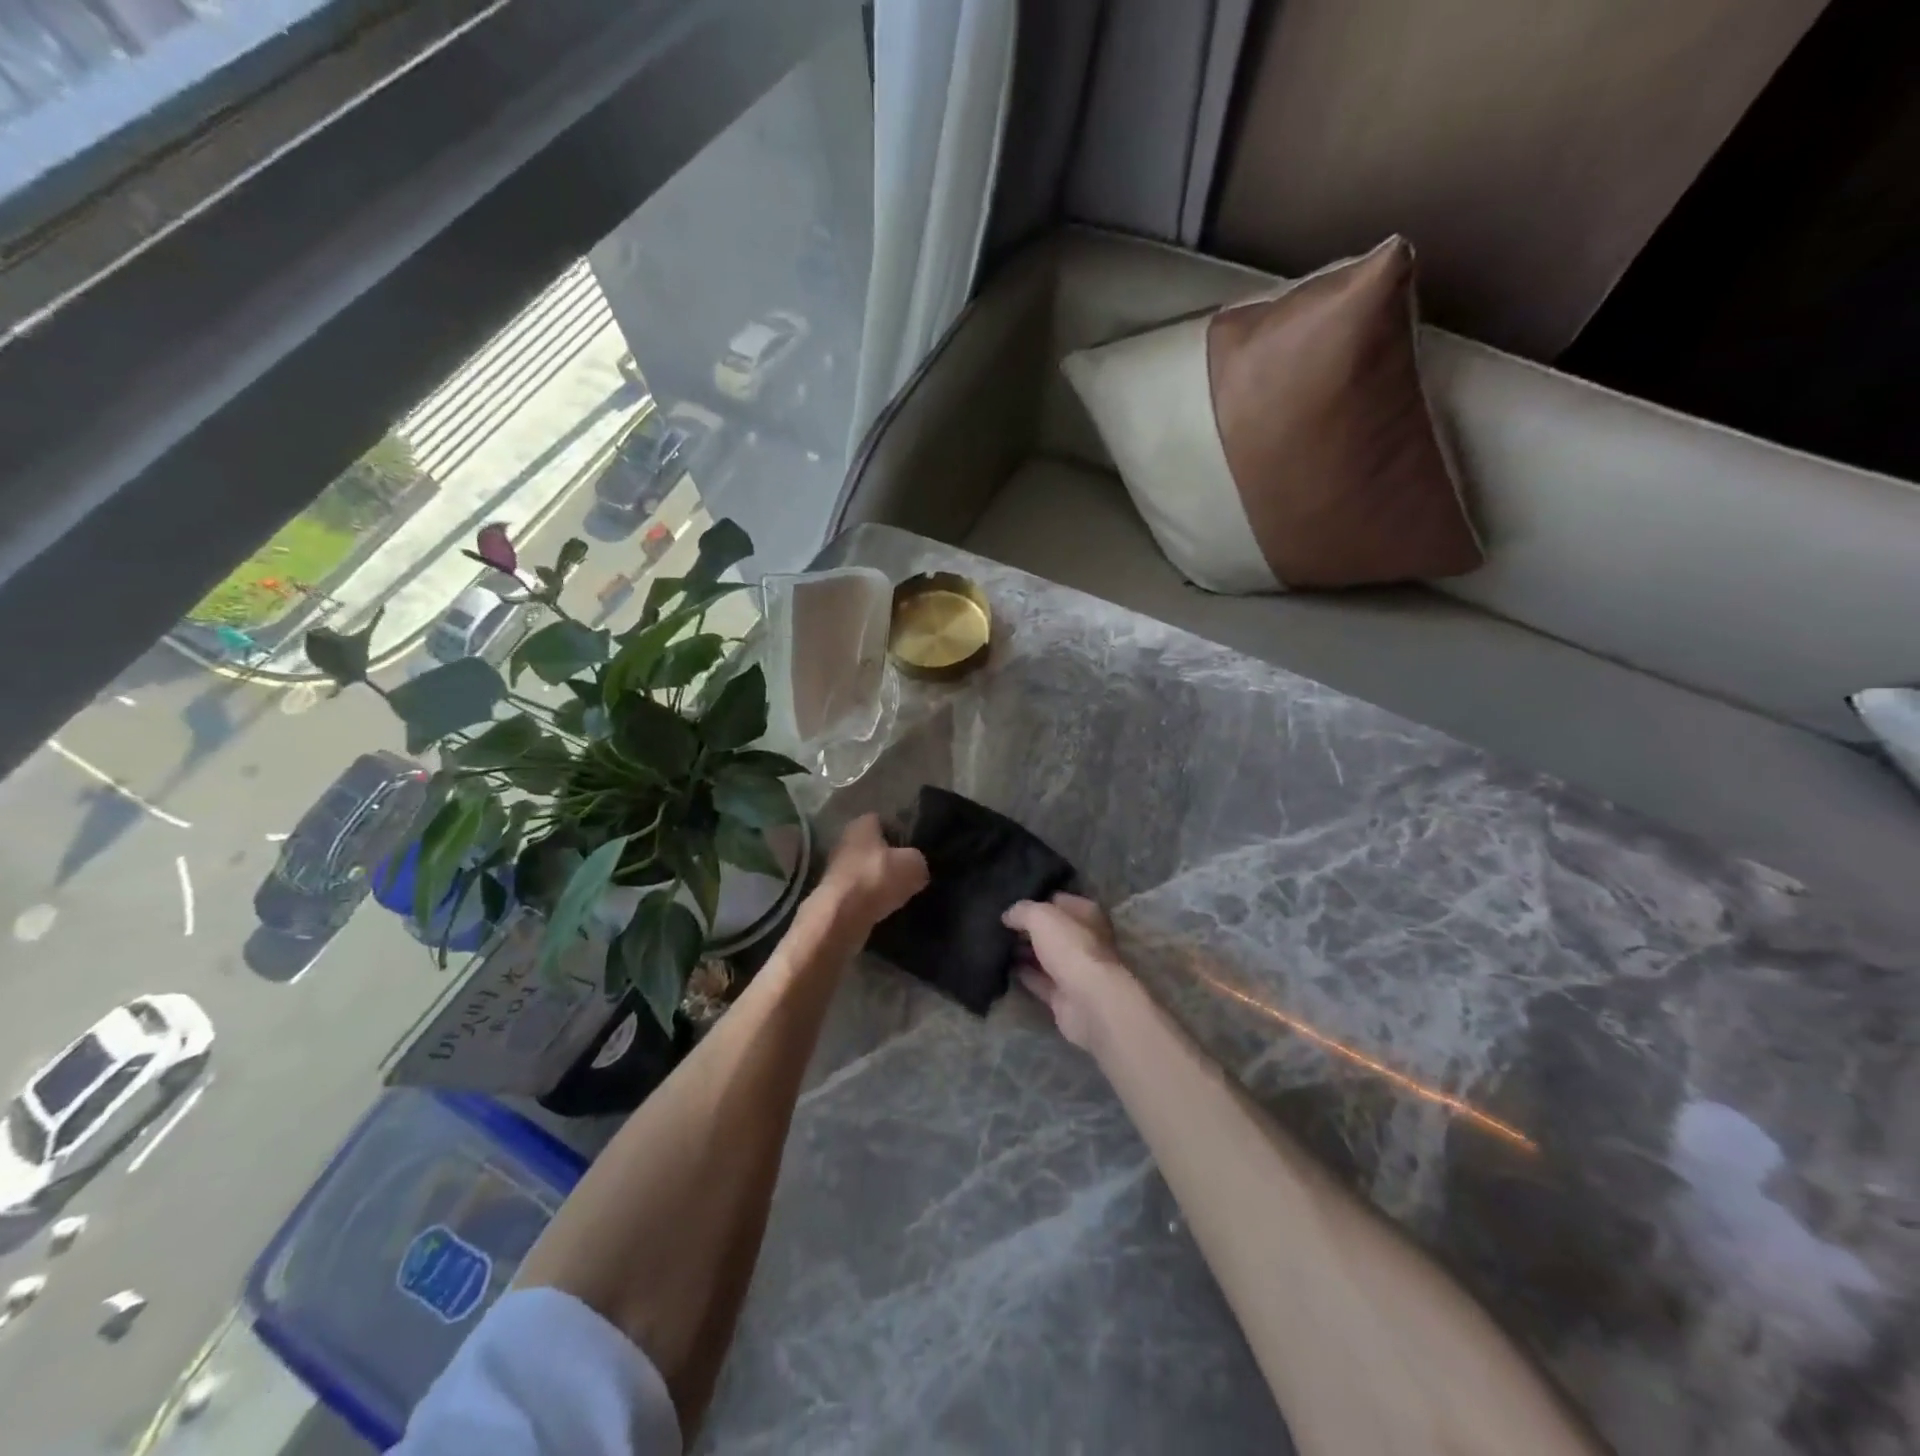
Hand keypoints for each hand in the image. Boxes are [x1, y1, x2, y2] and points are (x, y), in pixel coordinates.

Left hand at [816, 813, 928, 933]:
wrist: (841, 916)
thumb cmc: (877, 878)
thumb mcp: (914, 865)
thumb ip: (918, 861)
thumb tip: (916, 868)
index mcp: (861, 824)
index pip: (883, 821)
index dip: (899, 833)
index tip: (913, 848)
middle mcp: (844, 842)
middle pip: (872, 848)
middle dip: (888, 859)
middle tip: (908, 872)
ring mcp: (835, 870)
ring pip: (865, 872)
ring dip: (879, 882)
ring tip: (900, 894)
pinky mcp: (833, 896)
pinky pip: (859, 894)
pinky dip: (870, 900)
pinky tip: (885, 909)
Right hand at [1003, 894, 1138, 1051]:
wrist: (1088, 1002)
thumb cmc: (1070, 948)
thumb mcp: (1041, 916)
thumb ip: (1022, 911)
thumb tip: (1008, 915)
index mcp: (1086, 914)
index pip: (1058, 901)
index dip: (1035, 900)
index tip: (1009, 904)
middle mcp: (1084, 939)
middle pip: (1051, 930)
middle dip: (1027, 928)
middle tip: (998, 925)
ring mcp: (1075, 969)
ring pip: (1045, 956)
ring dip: (1024, 952)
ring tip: (995, 945)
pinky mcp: (1064, 995)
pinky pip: (1039, 980)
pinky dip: (1024, 975)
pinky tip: (1003, 968)